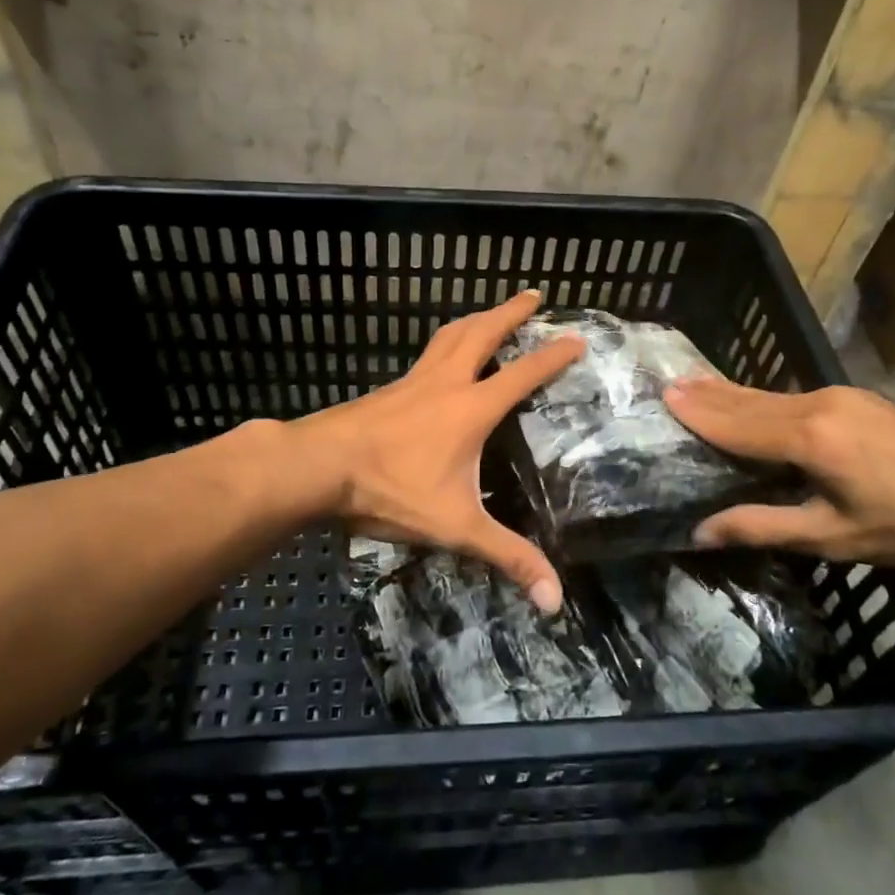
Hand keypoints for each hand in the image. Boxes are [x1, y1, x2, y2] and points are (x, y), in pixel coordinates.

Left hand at [294, 289, 582, 610]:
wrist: (318, 467)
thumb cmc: (390, 489)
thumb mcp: (455, 526)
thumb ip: (506, 557)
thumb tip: (555, 600)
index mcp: (471, 408)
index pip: (522, 374)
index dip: (552, 356)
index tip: (576, 337)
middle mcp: (446, 383)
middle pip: (483, 333)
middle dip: (511, 312)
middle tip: (533, 294)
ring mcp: (413, 381)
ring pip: (450, 336)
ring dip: (475, 319)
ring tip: (489, 312)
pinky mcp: (388, 389)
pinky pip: (427, 354)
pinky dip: (445, 343)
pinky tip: (440, 357)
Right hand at [665, 380, 894, 568]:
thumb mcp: (834, 536)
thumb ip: (764, 527)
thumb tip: (701, 530)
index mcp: (807, 439)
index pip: (737, 425)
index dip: (699, 414)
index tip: (664, 397)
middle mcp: (817, 406)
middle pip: (750, 400)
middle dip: (708, 394)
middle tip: (670, 384)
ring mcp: (841, 398)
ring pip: (771, 394)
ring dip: (732, 392)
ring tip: (698, 382)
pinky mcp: (859, 400)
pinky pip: (794, 395)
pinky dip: (762, 396)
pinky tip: (755, 398)